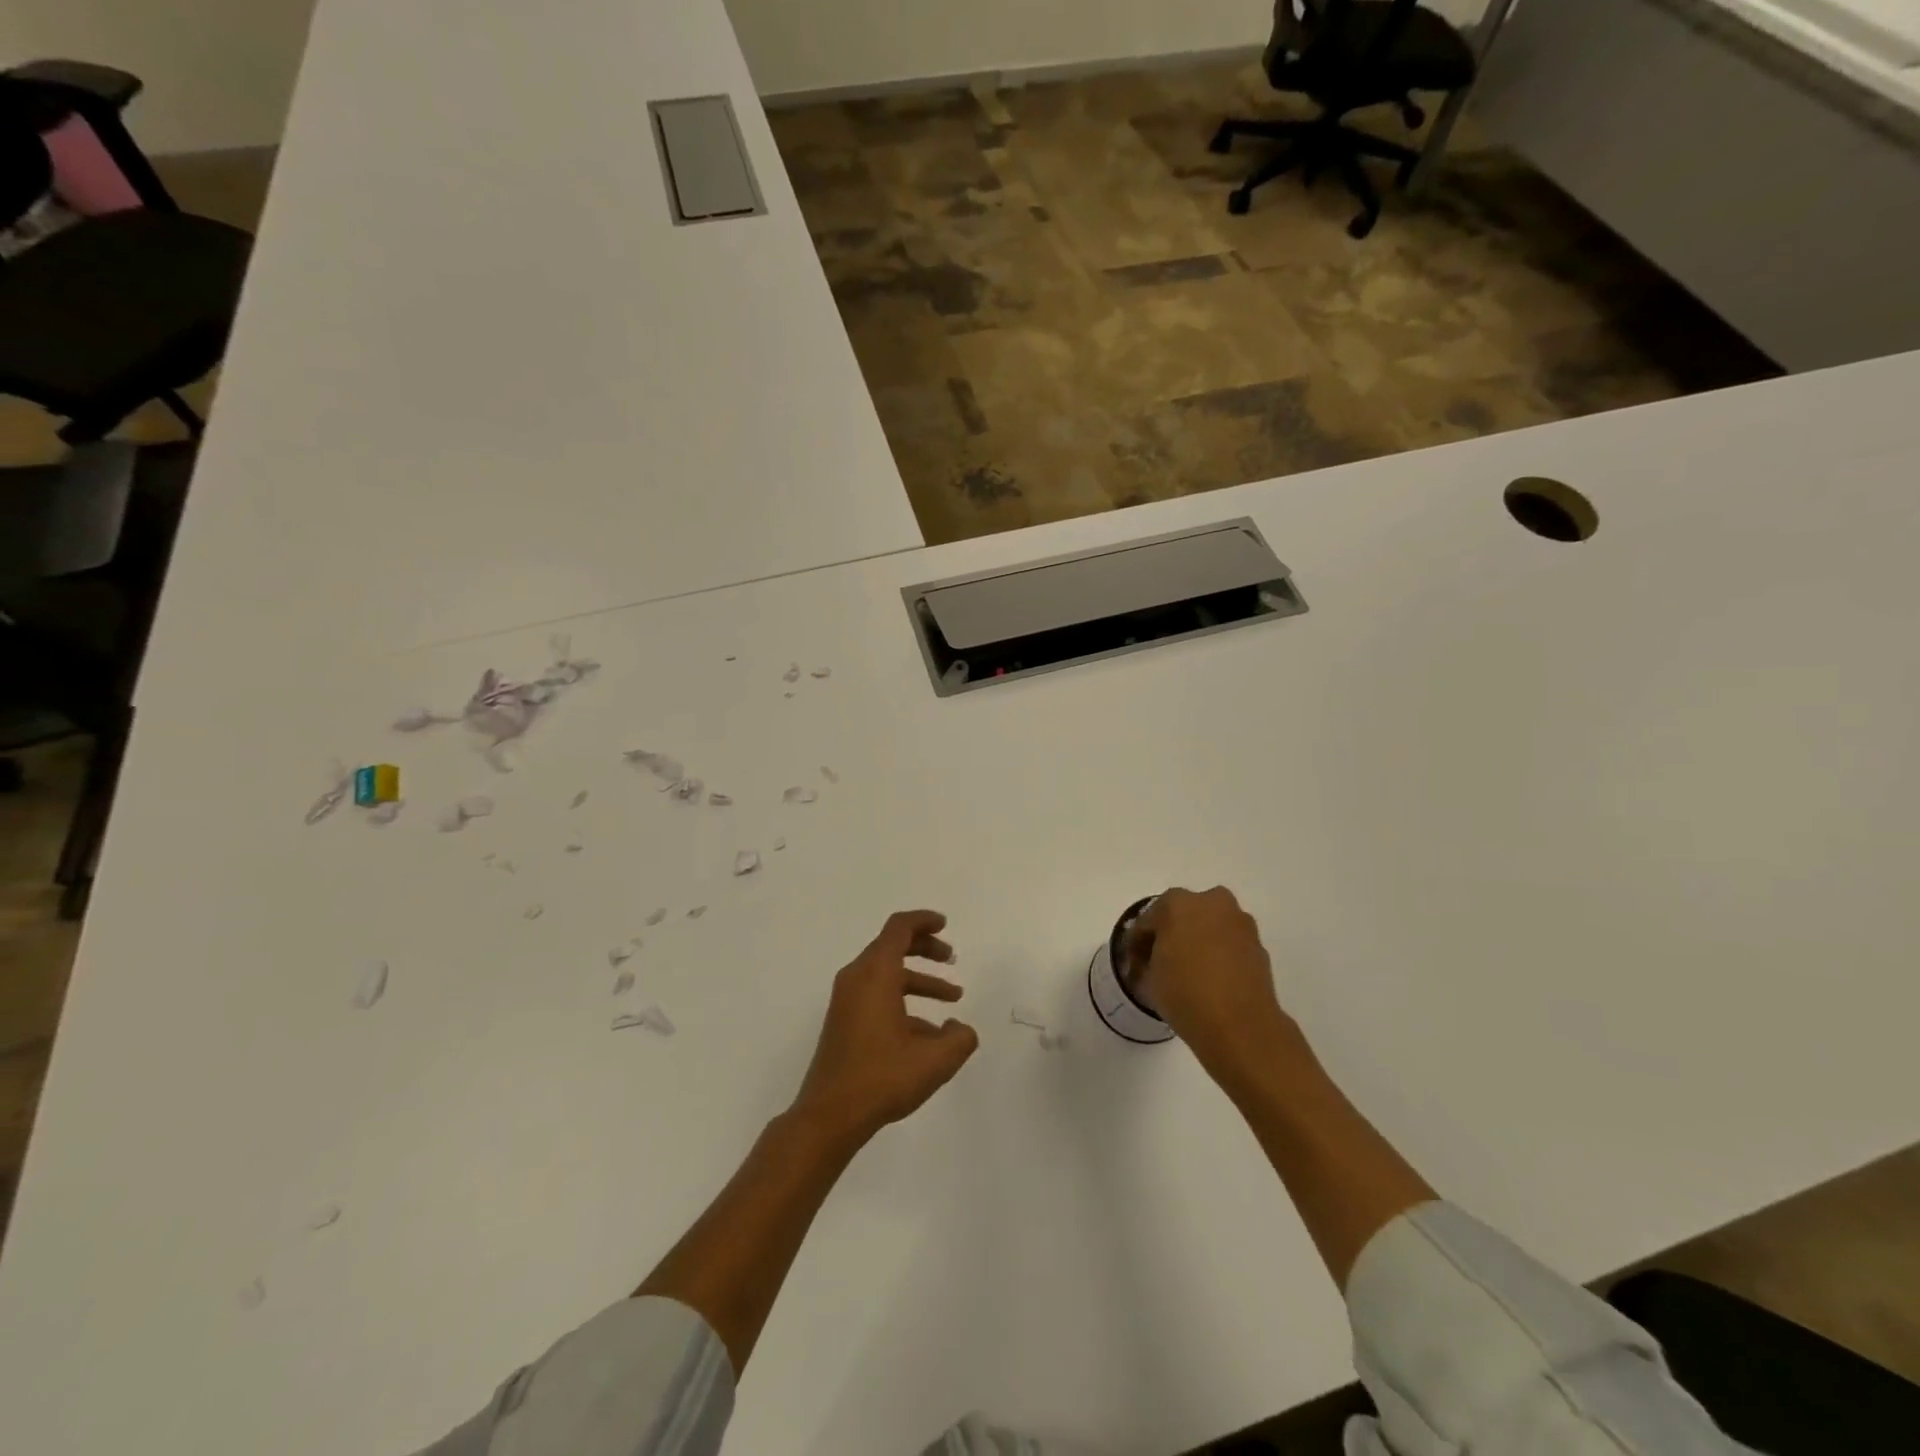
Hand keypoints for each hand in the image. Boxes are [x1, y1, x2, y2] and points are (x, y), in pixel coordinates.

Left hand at [791, 910, 978, 1147]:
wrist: (829, 1115)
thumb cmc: (882, 1078)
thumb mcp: (934, 1060)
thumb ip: (959, 1038)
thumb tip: (960, 1027)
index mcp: (876, 974)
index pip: (899, 928)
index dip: (923, 921)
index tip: (945, 925)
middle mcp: (857, 978)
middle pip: (892, 946)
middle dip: (925, 948)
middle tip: (951, 958)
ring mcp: (846, 1000)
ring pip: (887, 974)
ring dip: (919, 979)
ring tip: (953, 998)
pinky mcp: (843, 1021)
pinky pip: (877, 995)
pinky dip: (903, 1000)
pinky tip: (927, 1033)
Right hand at [1130, 887, 1305, 1089]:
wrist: (1241, 1027)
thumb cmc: (1185, 994)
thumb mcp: (1150, 977)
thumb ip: (1149, 958)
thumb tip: (1154, 957)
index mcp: (1178, 903)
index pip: (1149, 919)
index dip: (1139, 941)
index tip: (1135, 961)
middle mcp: (1212, 903)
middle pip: (1185, 914)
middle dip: (1174, 932)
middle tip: (1165, 960)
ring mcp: (1240, 923)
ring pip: (1211, 926)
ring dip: (1200, 941)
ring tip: (1192, 971)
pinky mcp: (1259, 946)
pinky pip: (1230, 943)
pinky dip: (1221, 955)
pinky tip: (1213, 979)